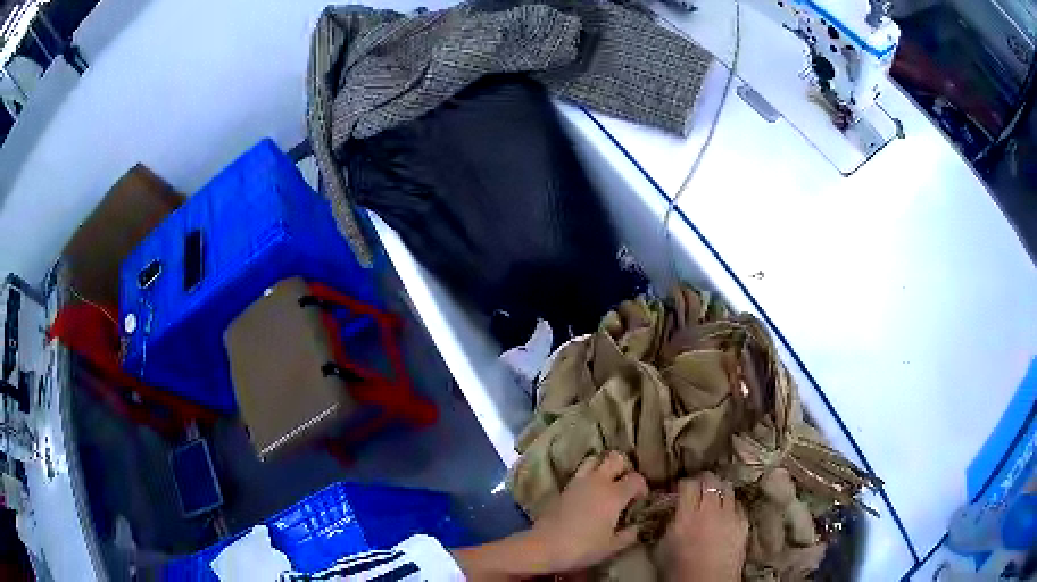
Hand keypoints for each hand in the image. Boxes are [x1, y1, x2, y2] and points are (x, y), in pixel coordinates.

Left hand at [526, 451, 648, 572]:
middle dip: (624, 467)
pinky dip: (588, 475)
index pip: (636, 478)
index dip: (642, 487)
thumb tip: (638, 527)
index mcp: (614, 494)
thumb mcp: (612, 546)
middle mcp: (598, 482)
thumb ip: (630, 534)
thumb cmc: (583, 547)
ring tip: (607, 483)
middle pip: (615, 458)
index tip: (640, 500)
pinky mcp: (564, 487)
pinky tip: (589, 492)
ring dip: (603, 466)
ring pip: (595, 459)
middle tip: (625, 484)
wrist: (545, 546)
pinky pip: (580, 472)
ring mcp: (578, 482)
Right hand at [657, 472, 748, 581]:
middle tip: (696, 486)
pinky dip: (730, 503)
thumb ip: (667, 523)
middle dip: (702, 480)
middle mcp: (711, 511)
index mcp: (687, 517)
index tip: (679, 488)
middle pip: (710, 481)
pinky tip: (724, 512)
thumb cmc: (679, 571)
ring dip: (718, 489)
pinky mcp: (744, 523)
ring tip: (712, 496)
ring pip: (727, 487)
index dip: (682, 484)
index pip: (688, 485)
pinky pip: (738, 504)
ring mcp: (730, 516)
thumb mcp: (662, 547)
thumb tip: (668, 510)